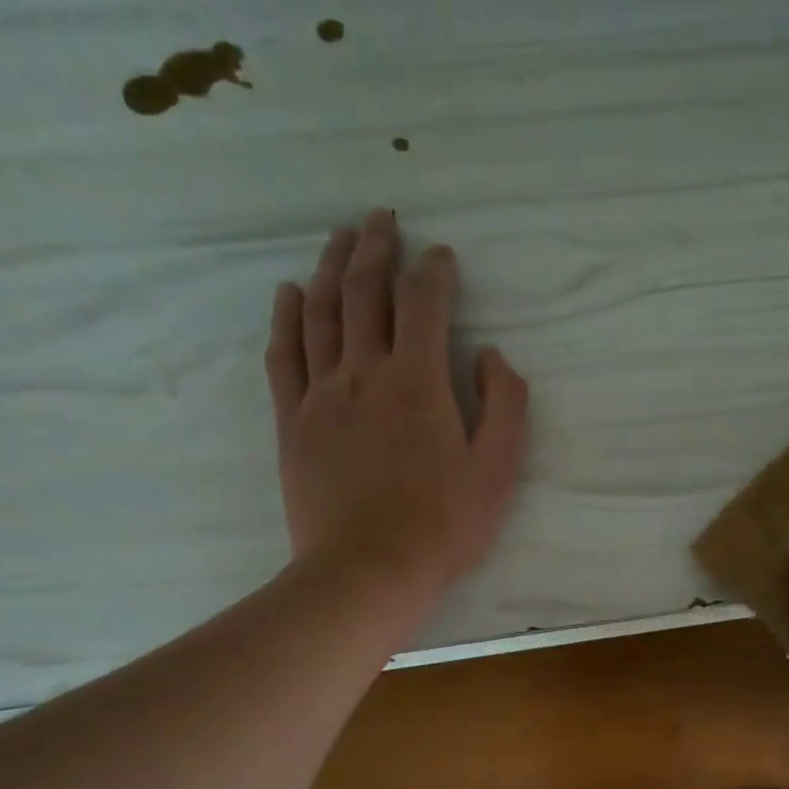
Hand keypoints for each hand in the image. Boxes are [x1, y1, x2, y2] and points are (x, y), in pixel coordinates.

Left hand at [265, 209, 528, 609]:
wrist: (367, 571)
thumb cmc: (443, 525)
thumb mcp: (498, 470)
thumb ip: (504, 404)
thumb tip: (489, 355)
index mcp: (417, 381)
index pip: (423, 303)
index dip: (434, 271)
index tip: (442, 256)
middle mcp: (363, 372)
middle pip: (365, 292)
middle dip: (376, 247)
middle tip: (382, 217)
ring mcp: (320, 395)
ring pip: (321, 312)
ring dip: (332, 267)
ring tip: (340, 236)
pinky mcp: (292, 421)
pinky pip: (284, 355)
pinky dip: (287, 317)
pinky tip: (290, 292)